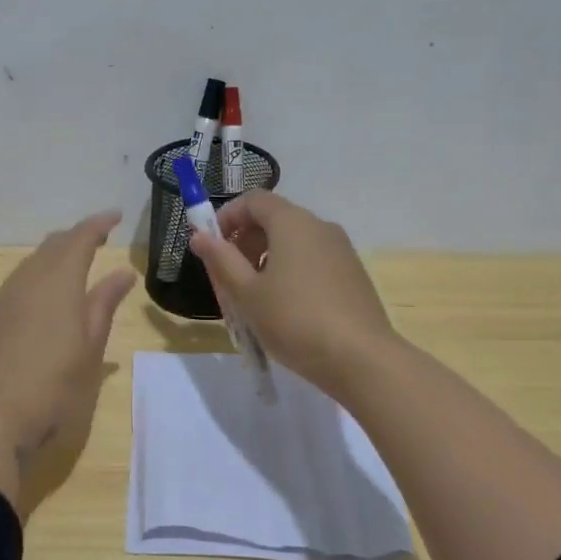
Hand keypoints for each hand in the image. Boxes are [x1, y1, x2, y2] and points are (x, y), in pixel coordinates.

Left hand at [0, 209, 136, 442]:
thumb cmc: (51, 388)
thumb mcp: (90, 350)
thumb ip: (104, 305)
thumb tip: (122, 272)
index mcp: (58, 283)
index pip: (79, 239)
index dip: (98, 224)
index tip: (115, 216)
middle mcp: (25, 282)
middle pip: (51, 247)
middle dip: (74, 239)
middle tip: (96, 241)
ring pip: (28, 267)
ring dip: (50, 262)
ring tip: (68, 272)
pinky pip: (9, 291)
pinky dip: (29, 287)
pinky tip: (34, 308)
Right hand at [188, 190, 395, 401]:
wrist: (362, 359)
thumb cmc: (295, 321)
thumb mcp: (247, 293)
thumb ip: (221, 260)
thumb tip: (199, 236)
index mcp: (292, 222)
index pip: (253, 199)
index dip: (227, 216)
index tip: (211, 246)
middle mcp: (320, 226)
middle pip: (274, 218)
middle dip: (245, 241)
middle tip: (229, 277)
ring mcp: (341, 250)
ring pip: (294, 241)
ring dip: (266, 259)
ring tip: (254, 298)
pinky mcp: (352, 273)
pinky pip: (312, 260)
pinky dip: (290, 271)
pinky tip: (286, 308)